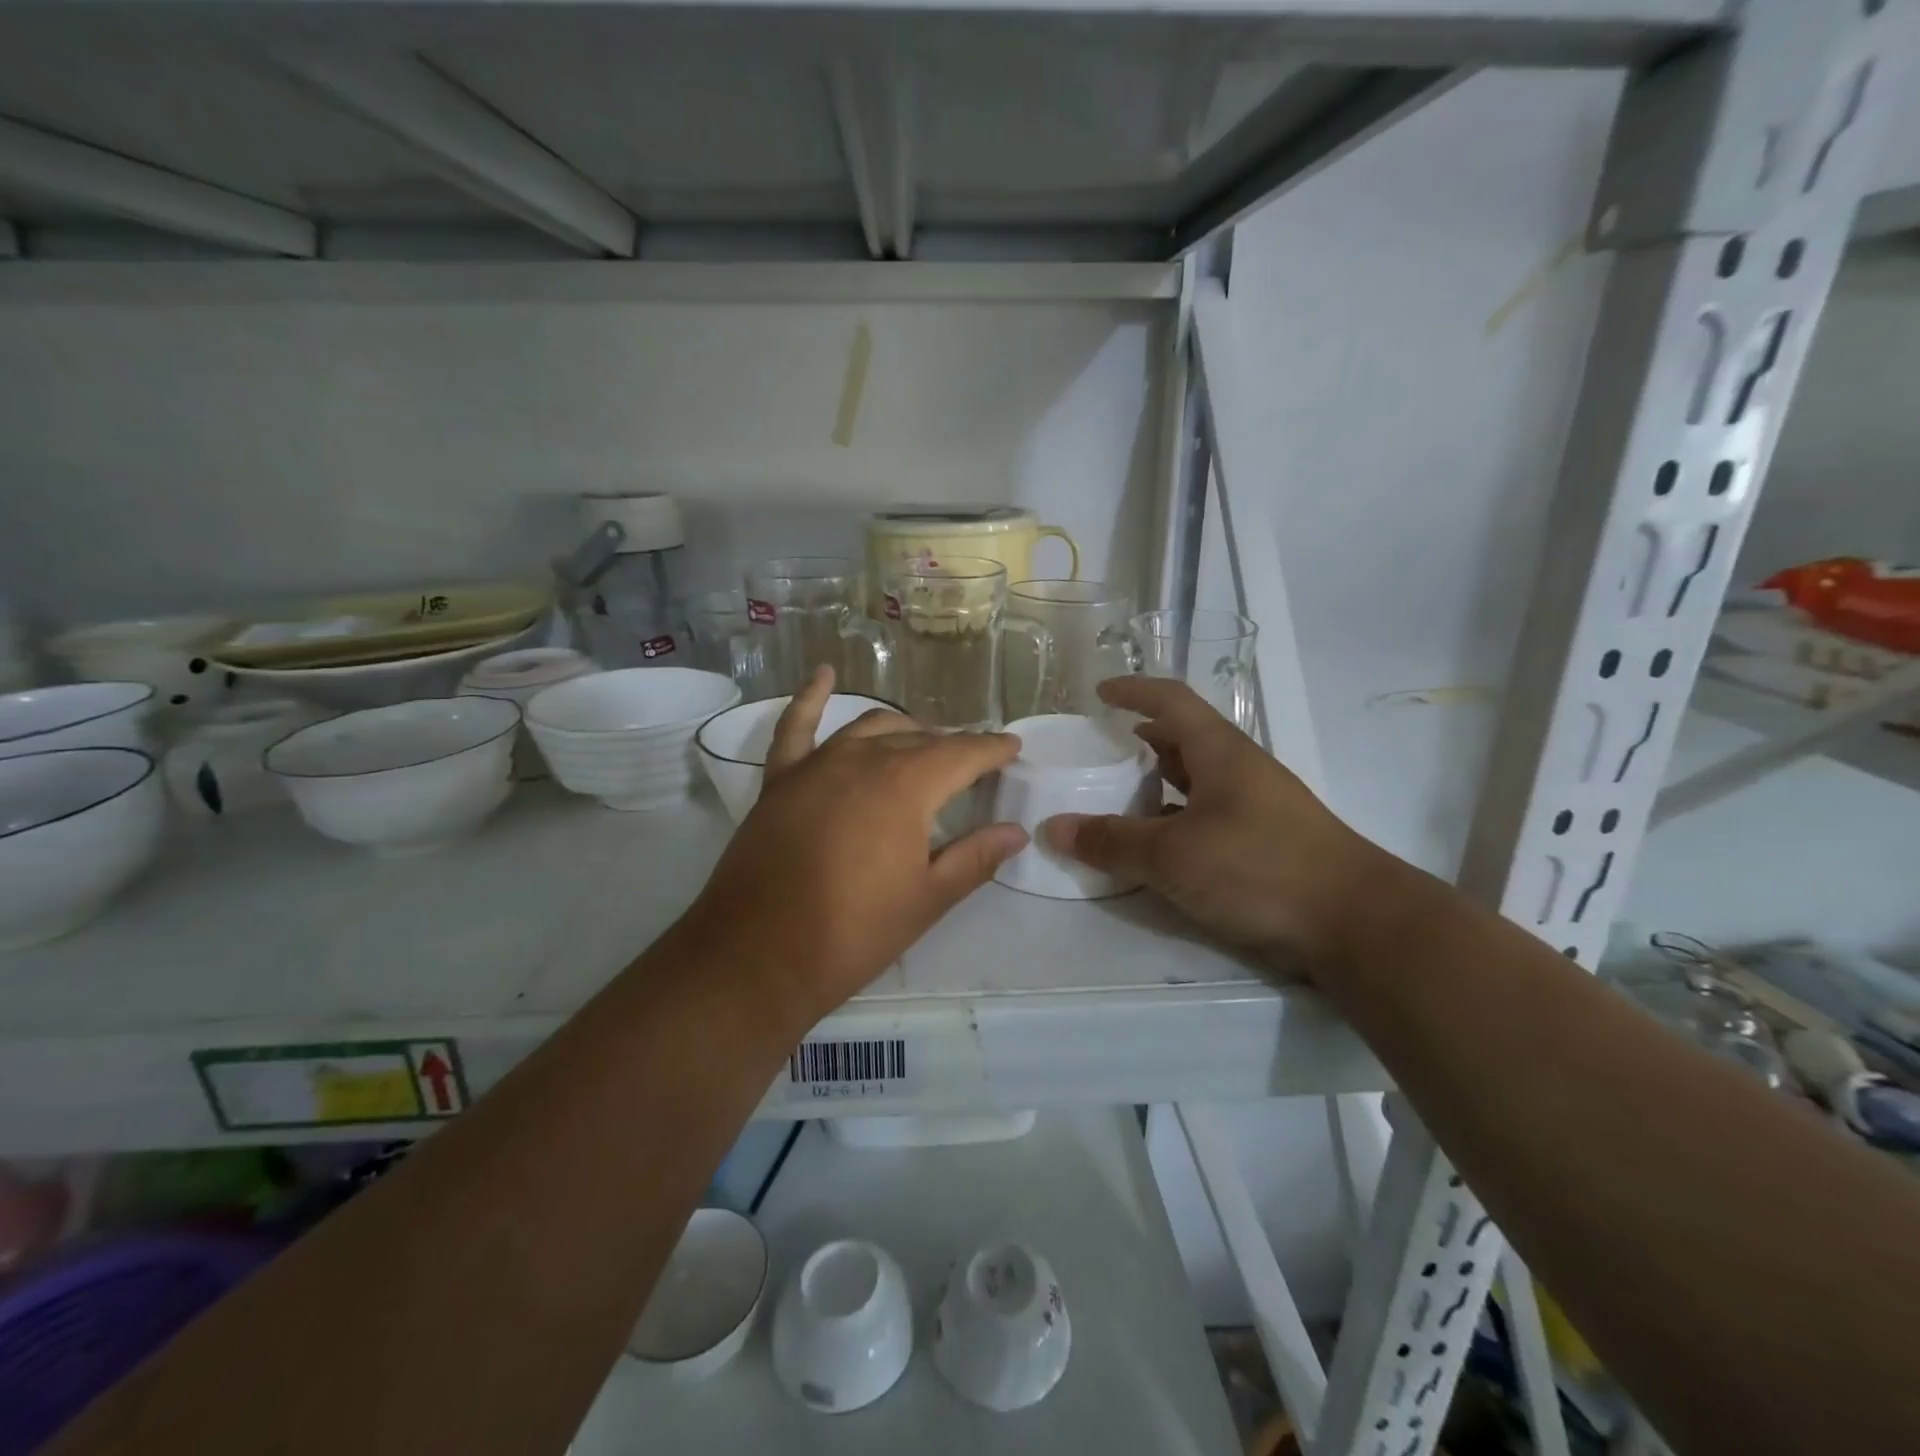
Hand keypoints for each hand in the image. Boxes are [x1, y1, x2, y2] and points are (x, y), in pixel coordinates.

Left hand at [679, 668, 1027, 1028]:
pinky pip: (795, 726)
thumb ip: (975, 858)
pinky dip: (811, 698)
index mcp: (907, 785)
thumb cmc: (853, 932)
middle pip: (919, 739)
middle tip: (973, 762)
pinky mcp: (779, 780)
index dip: (992, 750)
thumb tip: (1016, 832)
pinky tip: (823, 675)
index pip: (962, 754)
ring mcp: (816, 764)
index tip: (1012, 748)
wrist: (757, 956)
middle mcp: (863, 759)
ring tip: (923, 740)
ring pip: (869, 727)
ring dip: (902, 729)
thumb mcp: (927, 899)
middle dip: (952, 745)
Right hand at [1045, 677, 1394, 982]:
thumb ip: (1112, 841)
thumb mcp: (1173, 855)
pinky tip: (1158, 845)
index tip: (1099, 693)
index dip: (1134, 691)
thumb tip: (1053, 827)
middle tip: (1102, 749)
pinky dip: (1176, 820)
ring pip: (1197, 780)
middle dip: (1142, 738)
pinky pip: (1207, 816)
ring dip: (1159, 781)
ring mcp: (1257, 807)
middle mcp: (1240, 771)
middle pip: (1185, 738)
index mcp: (1220, 753)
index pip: (1172, 701)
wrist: (1356, 923)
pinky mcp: (1265, 843)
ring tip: (1120, 795)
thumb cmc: (1260, 868)